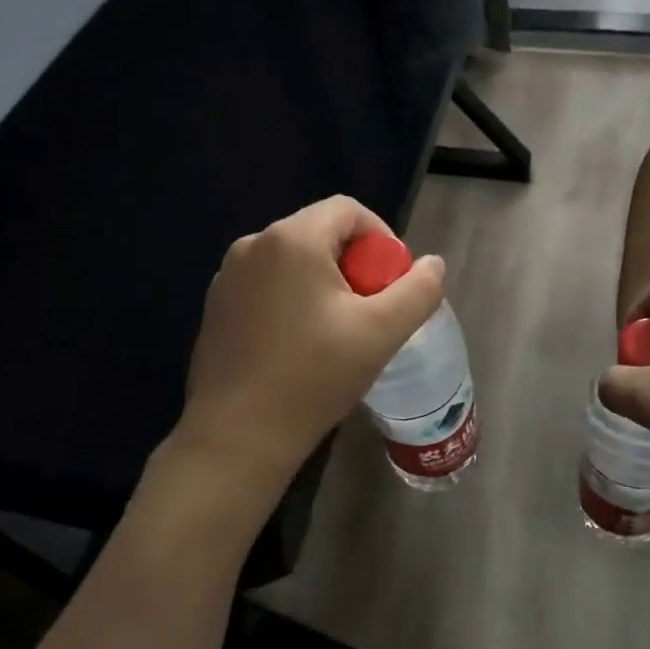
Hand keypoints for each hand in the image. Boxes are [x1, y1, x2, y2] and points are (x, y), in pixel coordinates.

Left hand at [167, 196, 445, 522]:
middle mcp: (253, 244)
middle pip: (321, 233)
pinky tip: (301, 344)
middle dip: (355, 263)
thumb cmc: (313, 377)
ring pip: (294, 260)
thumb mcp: (381, 333)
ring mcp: (228, 276)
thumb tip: (433, 264)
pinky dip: (294, 298)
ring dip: (325, 282)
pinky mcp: (217, 306)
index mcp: (292, 239)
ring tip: (339, 330)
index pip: (348, 211)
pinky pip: (268, 283)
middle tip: (371, 310)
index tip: (392, 281)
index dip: (381, 237)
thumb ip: (418, 291)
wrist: (236, 437)